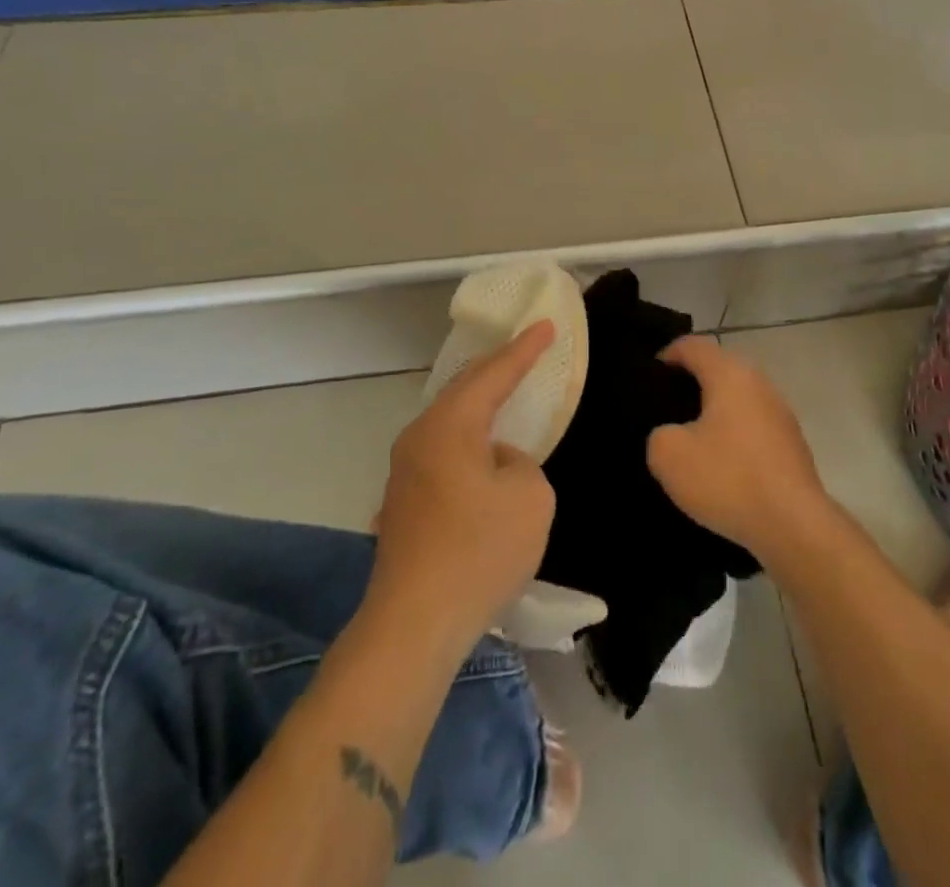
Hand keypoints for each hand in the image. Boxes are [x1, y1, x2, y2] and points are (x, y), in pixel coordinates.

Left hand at [367, 323, 557, 652]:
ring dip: (479, 404)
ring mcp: (404, 471)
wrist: (413, 625)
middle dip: (496, 367)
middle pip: (463, 389)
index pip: (493, 374)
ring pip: (450, 420)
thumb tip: (497, 463)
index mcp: (449, 425)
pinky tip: (482, 452)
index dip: (524, 349)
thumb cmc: (479, 551)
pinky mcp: (403, 502)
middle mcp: (419, 437)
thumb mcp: (530, 497)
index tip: (546, 325)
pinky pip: (443, 450)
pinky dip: (468, 438)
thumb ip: (521, 463)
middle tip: (524, 350)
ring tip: (504, 392)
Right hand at [647, 336, 832, 561]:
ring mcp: (780, 413)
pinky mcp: (792, 443)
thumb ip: (659, 433)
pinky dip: (734, 435)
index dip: (668, 354)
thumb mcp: (669, 456)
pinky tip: (722, 464)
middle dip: (693, 382)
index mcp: (730, 374)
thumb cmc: (728, 479)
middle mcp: (759, 383)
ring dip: (716, 411)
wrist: (793, 525)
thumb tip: (672, 433)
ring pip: (739, 398)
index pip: (694, 345)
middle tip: (666, 407)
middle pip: (720, 368)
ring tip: (691, 438)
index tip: (650, 376)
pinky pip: (754, 426)